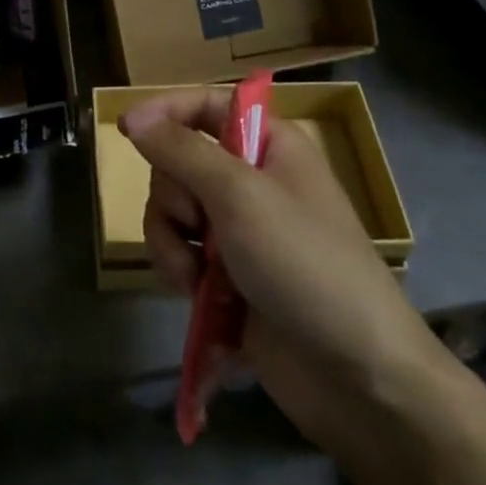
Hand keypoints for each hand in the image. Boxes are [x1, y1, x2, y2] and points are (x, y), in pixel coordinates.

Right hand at [124, 89, 440, 452]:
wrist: (359, 378)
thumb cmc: (306, 264)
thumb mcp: (240, 195)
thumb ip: (181, 151)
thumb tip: (134, 116)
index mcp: (269, 145)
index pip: (206, 105)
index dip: (166, 111)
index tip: (127, 129)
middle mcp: (252, 180)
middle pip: (179, 161)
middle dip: (173, 196)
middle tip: (196, 223)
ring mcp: (239, 231)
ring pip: (173, 211)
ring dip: (170, 241)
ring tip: (194, 276)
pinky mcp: (228, 277)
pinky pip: (180, 254)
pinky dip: (179, 271)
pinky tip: (197, 297)